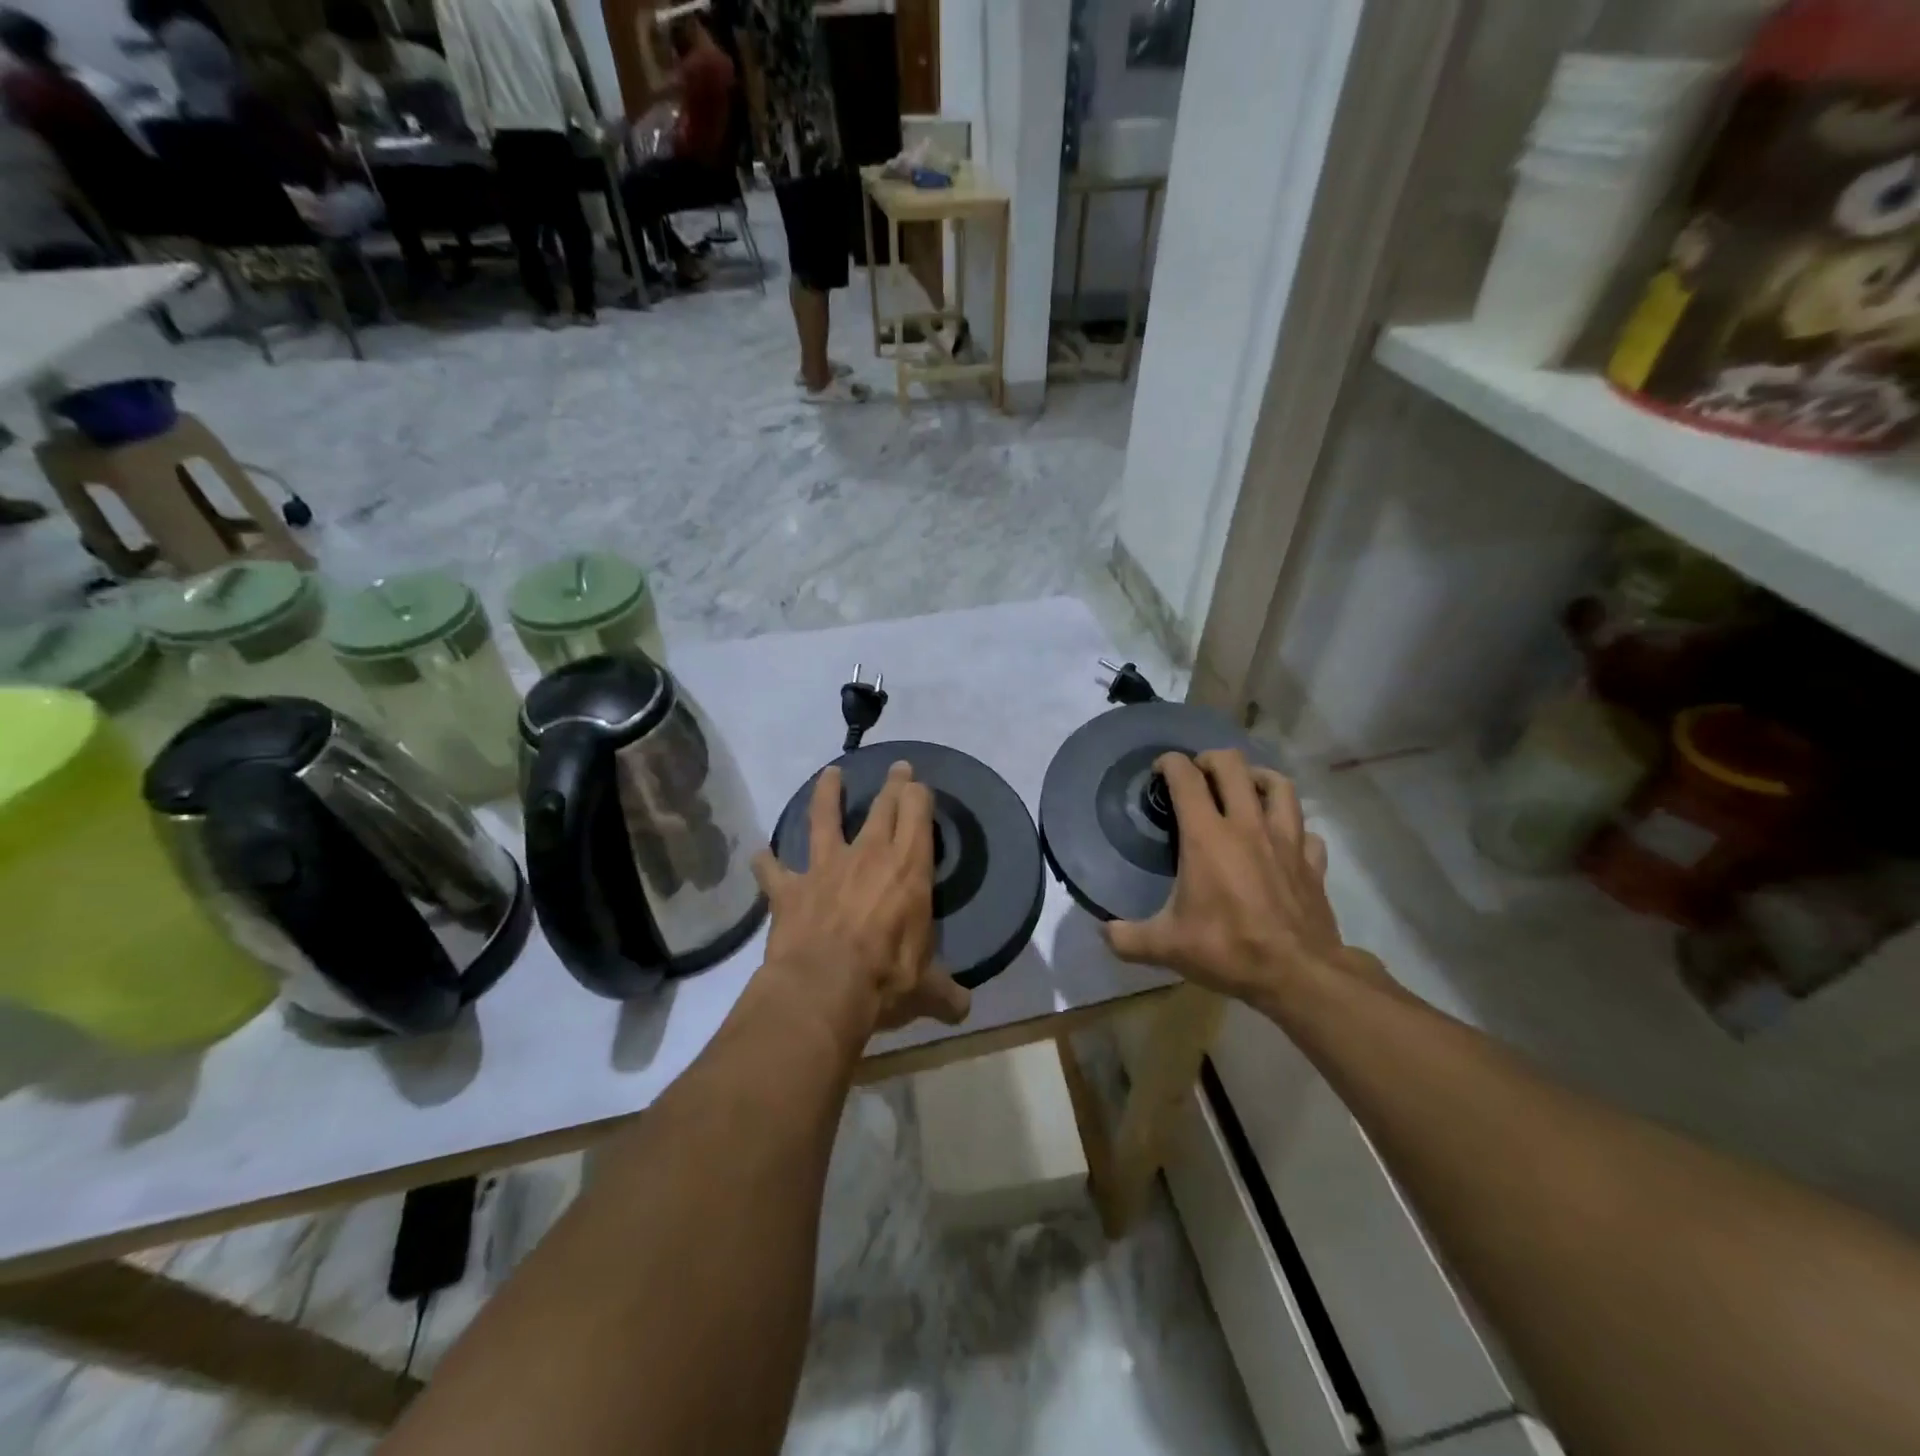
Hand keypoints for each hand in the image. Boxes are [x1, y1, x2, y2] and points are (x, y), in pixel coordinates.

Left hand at [752, 762, 970, 1045]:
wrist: (822, 989)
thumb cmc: (884, 980)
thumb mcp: (926, 990)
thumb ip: (946, 994)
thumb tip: (964, 1010)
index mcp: (908, 869)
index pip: (917, 813)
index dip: (919, 795)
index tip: (920, 785)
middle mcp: (868, 856)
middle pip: (882, 806)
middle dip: (892, 784)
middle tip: (897, 767)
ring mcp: (825, 868)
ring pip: (824, 818)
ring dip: (827, 794)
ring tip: (829, 774)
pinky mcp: (789, 889)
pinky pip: (773, 870)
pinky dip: (766, 863)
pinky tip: (759, 856)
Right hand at [1103, 750, 1348, 1010]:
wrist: (1299, 975)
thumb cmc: (1228, 950)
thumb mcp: (1165, 947)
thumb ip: (1126, 938)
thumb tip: (1103, 932)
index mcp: (1207, 836)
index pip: (1186, 778)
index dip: (1170, 764)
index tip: (1160, 770)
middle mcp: (1247, 826)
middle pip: (1233, 765)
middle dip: (1210, 760)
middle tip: (1198, 775)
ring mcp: (1286, 840)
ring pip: (1279, 785)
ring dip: (1257, 778)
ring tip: (1244, 789)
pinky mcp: (1312, 862)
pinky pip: (1306, 830)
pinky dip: (1293, 828)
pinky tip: (1281, 840)